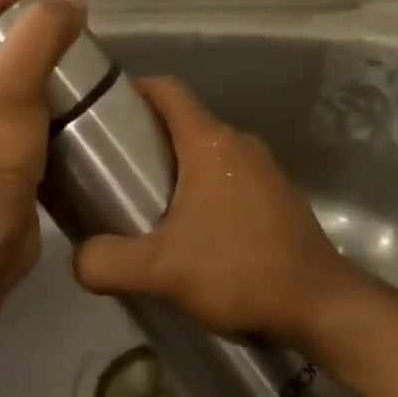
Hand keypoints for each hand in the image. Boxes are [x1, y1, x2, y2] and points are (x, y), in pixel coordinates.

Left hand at [0, 0, 85, 272]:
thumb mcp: (12, 81)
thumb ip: (42, 32)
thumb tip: (72, 0)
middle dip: (23, 29)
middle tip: (64, 26)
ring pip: (0, 76)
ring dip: (35, 64)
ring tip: (73, 58)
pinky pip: (13, 107)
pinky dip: (38, 97)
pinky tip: (69, 97)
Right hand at [71, 77, 356, 346]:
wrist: (320, 307)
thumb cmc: (238, 271)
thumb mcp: (160, 270)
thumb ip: (105, 262)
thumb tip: (78, 259)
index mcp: (211, 144)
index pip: (167, 91)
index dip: (132, 89)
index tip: (102, 110)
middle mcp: (240, 145)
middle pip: (184, 123)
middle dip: (145, 138)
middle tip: (111, 170)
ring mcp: (265, 170)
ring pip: (207, 154)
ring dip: (175, 169)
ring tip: (144, 204)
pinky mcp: (278, 198)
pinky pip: (229, 178)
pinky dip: (203, 190)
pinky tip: (189, 232)